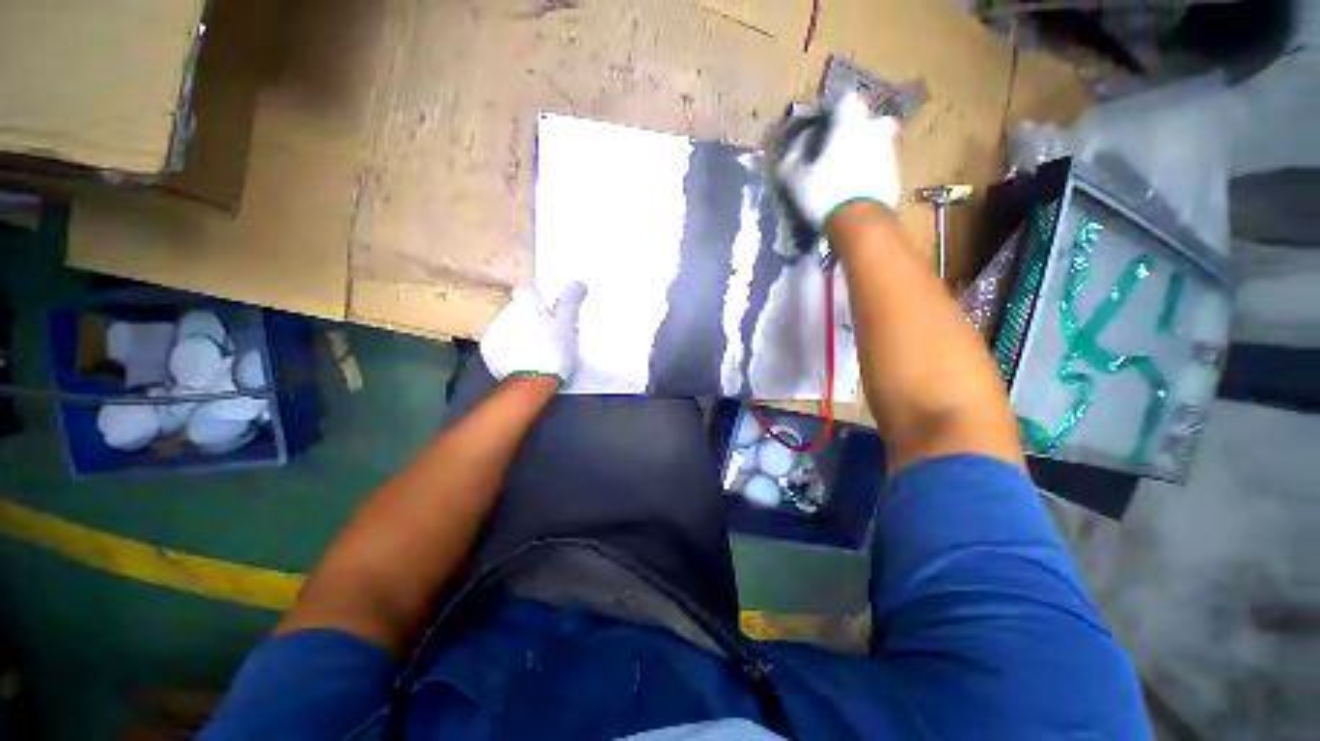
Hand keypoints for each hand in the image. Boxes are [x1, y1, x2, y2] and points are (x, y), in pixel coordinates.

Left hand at [480, 281, 587, 385]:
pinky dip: (508, 348)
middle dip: (528, 316)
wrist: (531, 382)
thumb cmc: (554, 350)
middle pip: (517, 308)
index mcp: (527, 302)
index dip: (535, 295)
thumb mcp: (568, 324)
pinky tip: (521, 359)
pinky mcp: (487, 351)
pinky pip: (499, 343)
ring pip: (507, 325)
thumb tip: (577, 283)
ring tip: (534, 348)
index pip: (527, 288)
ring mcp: (494, 331)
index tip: (546, 306)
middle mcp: (506, 311)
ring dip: (517, 332)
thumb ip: (571, 302)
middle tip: (545, 332)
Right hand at [774, 91, 901, 228]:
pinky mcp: (896, 174)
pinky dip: (873, 170)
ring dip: (866, 149)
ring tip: (850, 170)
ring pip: (879, 141)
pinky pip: (883, 164)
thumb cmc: (824, 193)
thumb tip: (797, 143)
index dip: (834, 110)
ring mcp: (889, 152)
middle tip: (840, 147)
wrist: (859, 223)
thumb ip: (792, 156)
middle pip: (868, 119)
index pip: (846, 99)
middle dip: (856, 128)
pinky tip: (859, 187)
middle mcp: (874, 129)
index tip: (823, 125)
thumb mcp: (794, 178)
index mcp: (850, 124)